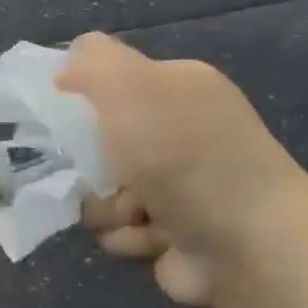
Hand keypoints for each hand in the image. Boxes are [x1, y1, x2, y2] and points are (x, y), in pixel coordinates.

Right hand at [58, 33, 307, 307]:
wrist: (246, 245)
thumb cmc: (184, 158)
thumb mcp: (132, 89)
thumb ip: (94, 63)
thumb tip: (67, 64)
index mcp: (178, 89)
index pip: (113, 83)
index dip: (81, 99)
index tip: (61, 118)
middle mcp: (179, 135)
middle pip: (102, 145)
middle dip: (91, 165)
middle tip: (98, 172)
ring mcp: (177, 188)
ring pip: (104, 194)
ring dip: (108, 208)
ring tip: (136, 213)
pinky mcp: (171, 235)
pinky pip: (122, 233)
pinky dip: (130, 238)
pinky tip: (153, 239)